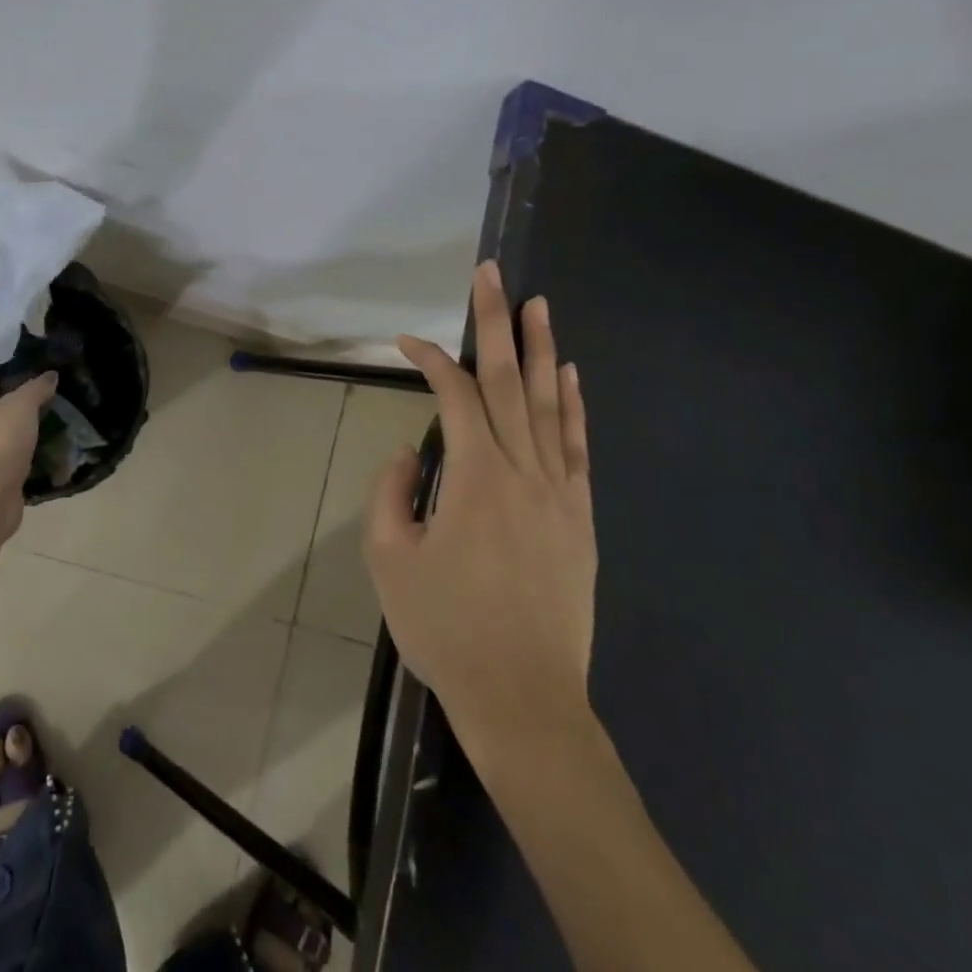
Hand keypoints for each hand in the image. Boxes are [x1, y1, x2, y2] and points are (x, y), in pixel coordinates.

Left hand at [0, 372, 57, 539]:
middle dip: (8, 413)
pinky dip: (28, 464)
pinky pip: (16, 468)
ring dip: (20, 440)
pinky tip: (48, 458)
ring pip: (4, 445)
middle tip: (38, 403)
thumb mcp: (22, 405)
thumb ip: (36, 389)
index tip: (7, 380)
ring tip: (48, 429)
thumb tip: (51, 374)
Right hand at [365, 261, 596, 749]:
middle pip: (510, 380)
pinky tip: (571, 375)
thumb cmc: (446, 629)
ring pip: (551, 404)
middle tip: (493, 272)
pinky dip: (576, 406)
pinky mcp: (580, 517)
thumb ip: (391, 493)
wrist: (523, 698)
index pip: (455, 396)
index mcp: (475, 477)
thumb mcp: (390, 560)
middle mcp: (523, 470)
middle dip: (497, 322)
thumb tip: (411, 452)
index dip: (431, 359)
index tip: (407, 341)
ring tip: (538, 304)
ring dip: (542, 349)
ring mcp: (560, 492)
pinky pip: (579, 447)